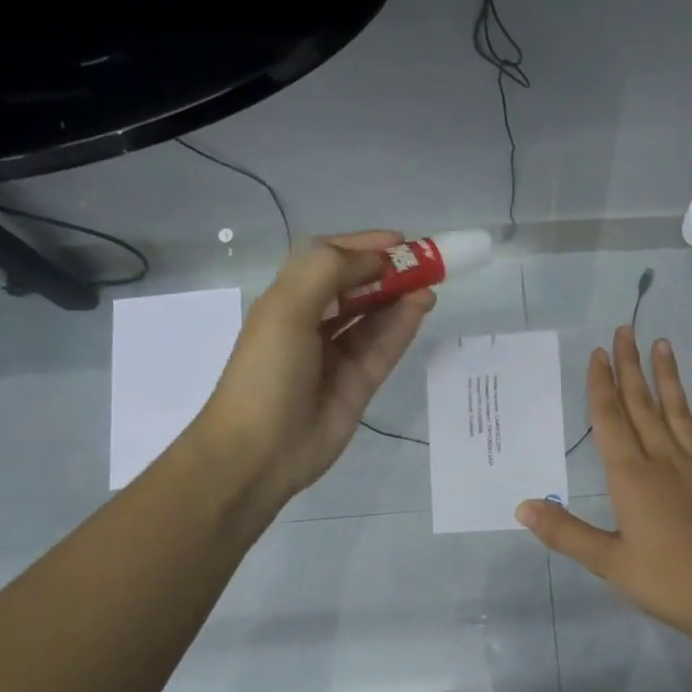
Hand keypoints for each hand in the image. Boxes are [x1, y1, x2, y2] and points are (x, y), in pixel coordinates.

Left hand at [197, 231, 433, 511]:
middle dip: (389, 272)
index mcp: (288, 299)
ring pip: (375, 316)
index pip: (329, 261)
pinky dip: (403, 326)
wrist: (261, 450)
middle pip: (357, 287)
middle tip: (426, 263)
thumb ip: (329, 271)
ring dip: (401, 297)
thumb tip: (376, 260)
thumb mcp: (287, 307)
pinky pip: (384, 346)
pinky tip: (421, 307)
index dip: (363, 247)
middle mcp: (313, 322)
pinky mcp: (359, 383)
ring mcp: (338, 355)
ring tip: (430, 285)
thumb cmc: (267, 371)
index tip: (401, 241)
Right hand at [515, 327, 691, 640]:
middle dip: (631, 368)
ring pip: (682, 415)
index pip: (611, 421)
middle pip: (643, 407)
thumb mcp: (605, 561)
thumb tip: (522, 507)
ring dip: (670, 380)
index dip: (602, 385)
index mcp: (632, 477)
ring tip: (663, 345)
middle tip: (625, 330)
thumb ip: (564, 531)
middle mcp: (665, 462)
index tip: (599, 353)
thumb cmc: (662, 581)